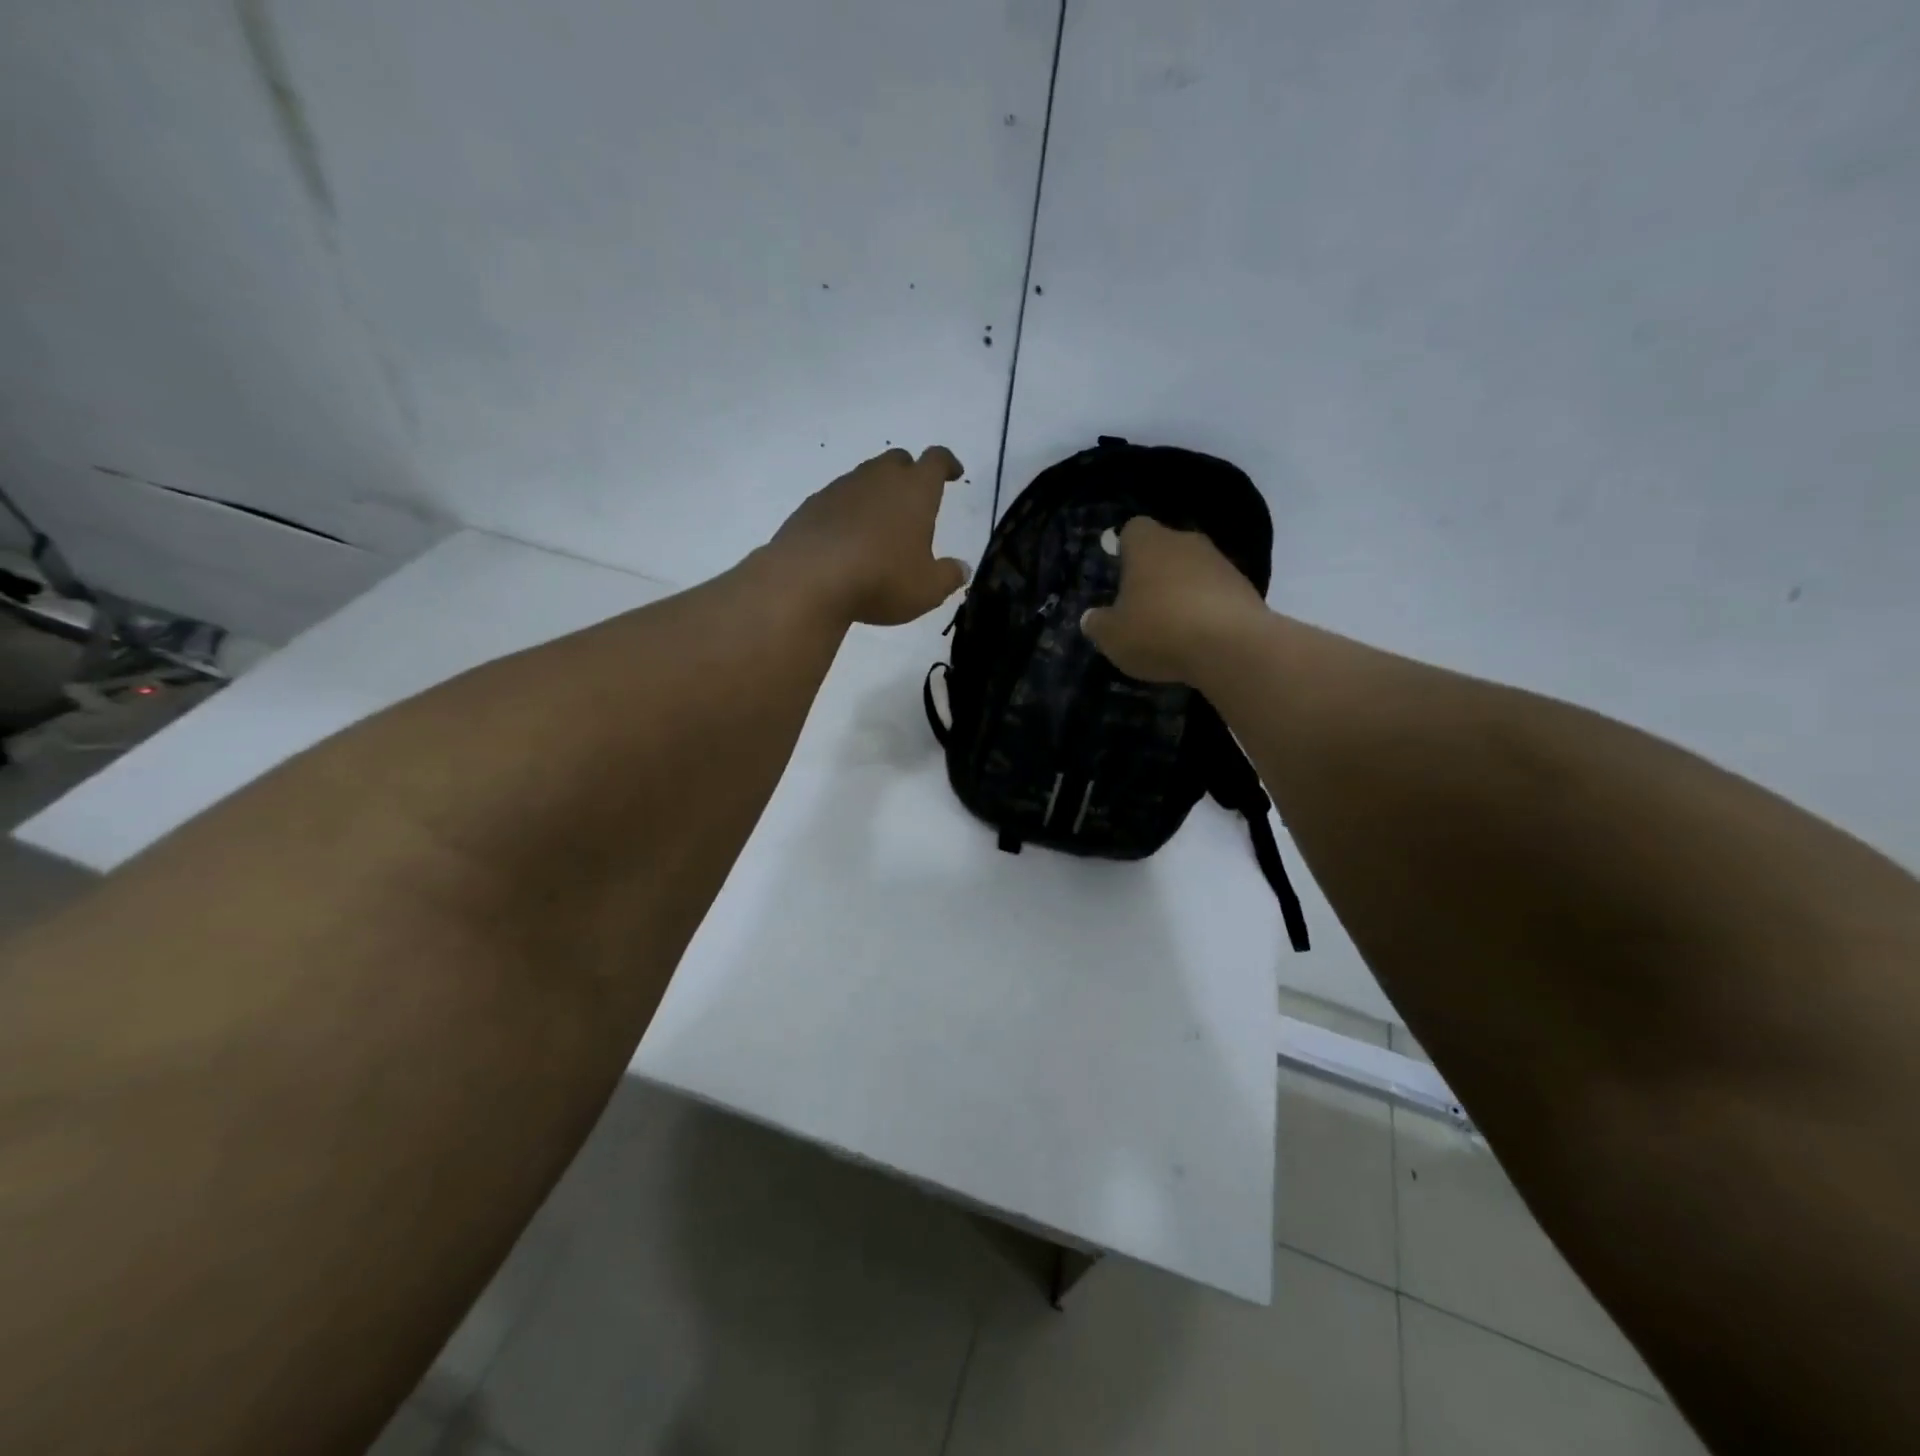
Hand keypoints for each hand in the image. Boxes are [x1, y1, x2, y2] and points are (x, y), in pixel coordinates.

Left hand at [770, 447, 969, 626]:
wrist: (808, 579)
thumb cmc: (881, 579)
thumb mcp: (927, 589)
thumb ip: (949, 576)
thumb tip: (962, 569)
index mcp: (914, 490)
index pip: (936, 460)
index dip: (947, 464)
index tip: (953, 473)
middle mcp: (878, 479)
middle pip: (897, 461)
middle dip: (909, 474)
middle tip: (915, 500)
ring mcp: (840, 489)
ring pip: (865, 479)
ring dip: (876, 494)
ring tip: (880, 526)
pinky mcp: (812, 506)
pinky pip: (837, 501)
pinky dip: (848, 513)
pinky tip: (848, 541)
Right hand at [1079, 518, 1268, 681]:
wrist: (1232, 647)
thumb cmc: (1158, 631)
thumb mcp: (1113, 636)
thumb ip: (1098, 624)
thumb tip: (1091, 617)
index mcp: (1147, 543)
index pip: (1132, 529)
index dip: (1124, 549)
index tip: (1119, 573)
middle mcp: (1185, 542)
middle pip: (1164, 548)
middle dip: (1154, 571)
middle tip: (1141, 604)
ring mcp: (1220, 562)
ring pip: (1192, 569)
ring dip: (1182, 590)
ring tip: (1171, 626)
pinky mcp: (1245, 587)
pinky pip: (1215, 592)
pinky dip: (1206, 608)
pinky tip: (1199, 636)